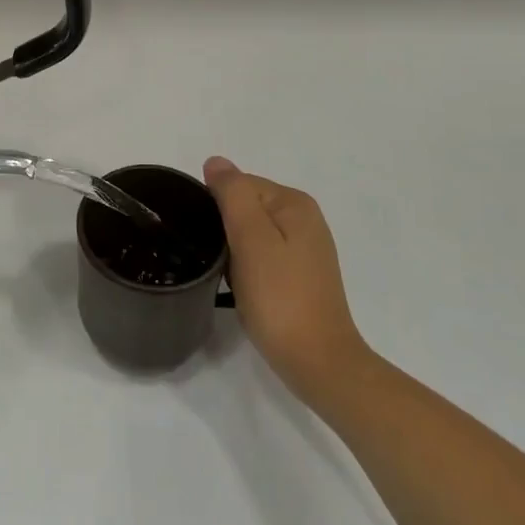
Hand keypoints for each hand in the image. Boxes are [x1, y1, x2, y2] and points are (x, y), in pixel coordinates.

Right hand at [205, 157, 371, 413]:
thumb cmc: (280, 297)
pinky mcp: (302, 276)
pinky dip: (248, 267)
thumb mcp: (250, 237)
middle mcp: (305, 219)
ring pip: (252, 233)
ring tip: (227, 277)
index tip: (206, 237)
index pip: (239, 185)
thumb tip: (216, 162)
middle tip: (216, 260)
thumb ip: (233, 194)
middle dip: (225, 228)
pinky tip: (243, 288)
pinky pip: (263, 256)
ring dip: (234, 250)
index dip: (215, 207)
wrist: (319, 363)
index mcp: (294, 203)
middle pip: (246, 207)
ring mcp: (306, 249)